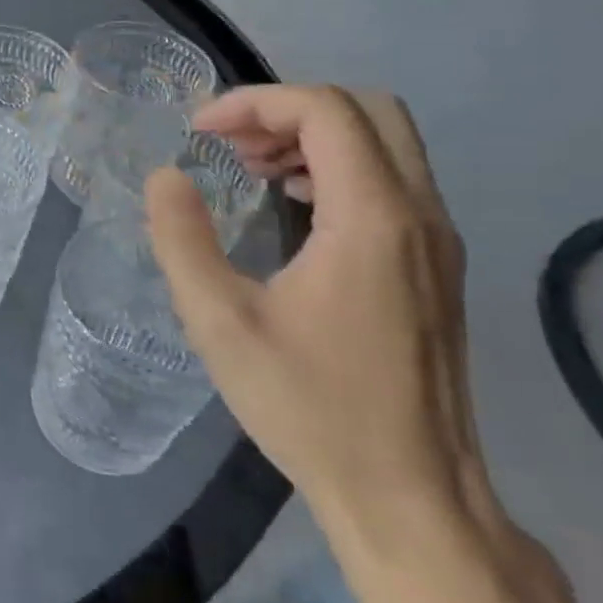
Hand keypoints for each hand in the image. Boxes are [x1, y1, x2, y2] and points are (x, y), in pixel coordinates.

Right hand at [146, 86, 486, 539]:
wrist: (411, 498)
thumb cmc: (310, 407)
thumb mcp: (220, 322)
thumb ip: (182, 239)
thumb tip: (165, 177)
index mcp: (372, 219)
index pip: (325, 111)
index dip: (254, 104)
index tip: (199, 131)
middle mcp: (419, 216)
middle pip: (368, 111)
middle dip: (288, 110)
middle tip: (230, 142)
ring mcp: (437, 242)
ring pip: (386, 144)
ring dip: (313, 136)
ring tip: (250, 168)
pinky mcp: (437, 268)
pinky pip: (392, 182)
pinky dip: (337, 167)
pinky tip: (293, 206)